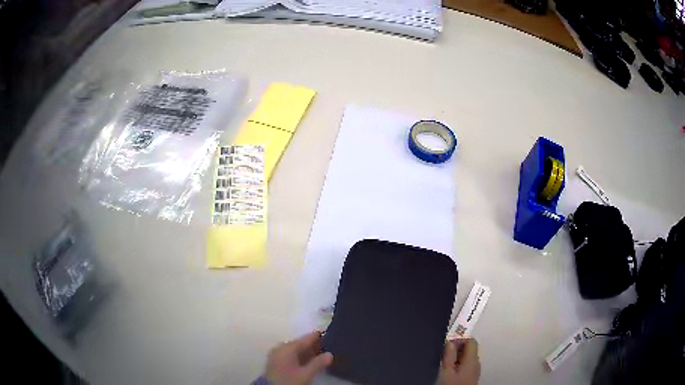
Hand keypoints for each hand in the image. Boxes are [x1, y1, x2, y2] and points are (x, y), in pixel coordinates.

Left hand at [265, 331, 333, 384]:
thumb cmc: (289, 380)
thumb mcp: (306, 374)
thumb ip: (318, 363)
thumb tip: (330, 354)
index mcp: (287, 347)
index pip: (305, 339)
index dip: (316, 337)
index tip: (326, 333)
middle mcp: (280, 348)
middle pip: (299, 344)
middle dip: (312, 346)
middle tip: (326, 346)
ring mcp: (276, 355)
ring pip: (294, 351)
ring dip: (306, 353)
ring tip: (319, 355)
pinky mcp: (275, 362)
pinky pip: (290, 356)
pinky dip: (299, 357)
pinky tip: (307, 362)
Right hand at [437, 339, 480, 384]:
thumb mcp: (446, 370)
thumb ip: (449, 355)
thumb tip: (450, 342)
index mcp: (473, 359)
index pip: (471, 341)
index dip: (459, 339)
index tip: (447, 344)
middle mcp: (477, 363)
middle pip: (470, 349)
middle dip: (457, 348)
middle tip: (444, 354)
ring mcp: (475, 370)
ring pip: (468, 357)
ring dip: (457, 357)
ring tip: (445, 363)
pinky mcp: (472, 377)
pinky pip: (467, 365)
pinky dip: (459, 364)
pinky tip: (450, 371)